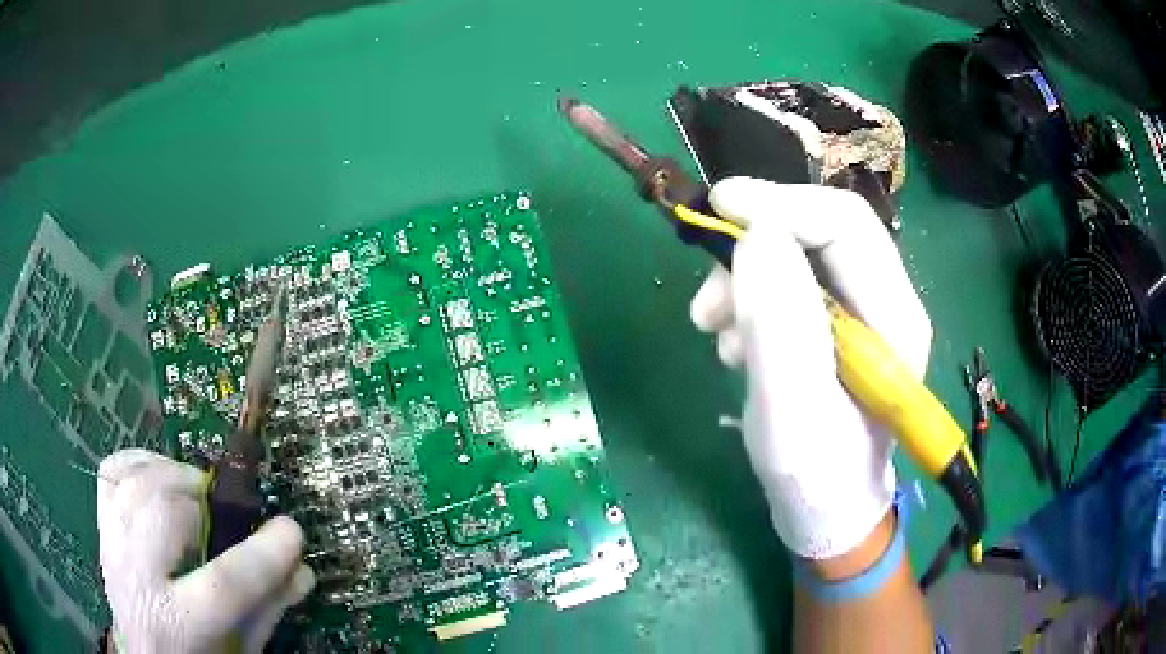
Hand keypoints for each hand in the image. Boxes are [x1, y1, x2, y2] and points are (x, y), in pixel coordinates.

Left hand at [97, 449, 314, 652]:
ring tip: (196, 494)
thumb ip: (267, 610)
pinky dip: (140, 462)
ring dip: (174, 477)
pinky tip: (162, 477)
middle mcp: (136, 578)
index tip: (291, 531)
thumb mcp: (237, 648)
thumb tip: (300, 568)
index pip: (225, 583)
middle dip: (204, 501)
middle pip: (165, 514)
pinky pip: (112, 471)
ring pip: (136, 481)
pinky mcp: (102, 525)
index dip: (264, 553)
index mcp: (177, 624)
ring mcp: (112, 545)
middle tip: (228, 513)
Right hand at [690, 177, 931, 560]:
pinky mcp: (834, 325)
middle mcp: (884, 303)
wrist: (824, 513)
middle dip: (757, 245)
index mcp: (895, 319)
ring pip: (798, 256)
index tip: (720, 207)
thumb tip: (755, 236)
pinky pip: (788, 285)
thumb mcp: (792, 414)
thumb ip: (780, 326)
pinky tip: (737, 345)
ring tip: (717, 330)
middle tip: (708, 294)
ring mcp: (860, 313)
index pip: (847, 225)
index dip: (783, 204)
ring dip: (747, 278)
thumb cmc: (816, 479)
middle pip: (821, 232)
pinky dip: (751, 300)